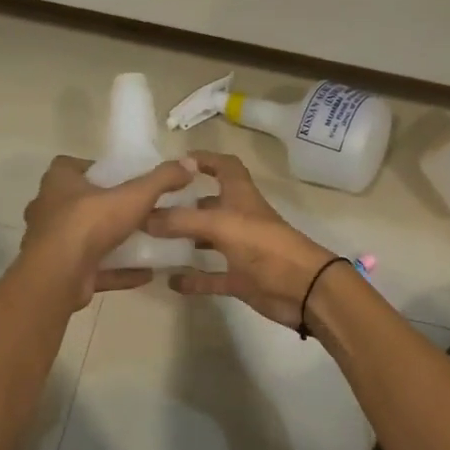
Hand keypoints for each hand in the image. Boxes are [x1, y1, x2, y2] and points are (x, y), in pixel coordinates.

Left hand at [21, 155, 195, 309]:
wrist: (59, 277)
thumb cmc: (89, 224)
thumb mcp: (133, 196)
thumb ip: (161, 180)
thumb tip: (189, 164)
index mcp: (58, 184)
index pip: (69, 166)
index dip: (93, 168)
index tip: (120, 176)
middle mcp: (49, 211)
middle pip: (78, 203)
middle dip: (105, 206)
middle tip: (136, 208)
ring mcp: (53, 245)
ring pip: (85, 239)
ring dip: (112, 241)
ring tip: (145, 241)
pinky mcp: (62, 273)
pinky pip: (94, 269)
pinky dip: (118, 270)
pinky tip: (145, 272)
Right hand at [145, 151, 338, 327]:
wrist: (304, 290)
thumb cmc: (265, 247)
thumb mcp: (221, 225)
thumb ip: (182, 220)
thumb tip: (144, 217)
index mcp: (241, 197)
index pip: (225, 166)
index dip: (205, 159)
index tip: (176, 163)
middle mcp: (240, 219)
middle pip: (212, 203)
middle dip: (186, 201)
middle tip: (152, 206)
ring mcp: (242, 250)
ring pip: (209, 240)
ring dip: (186, 239)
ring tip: (154, 239)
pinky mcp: (242, 279)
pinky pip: (212, 277)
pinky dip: (193, 279)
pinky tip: (170, 281)